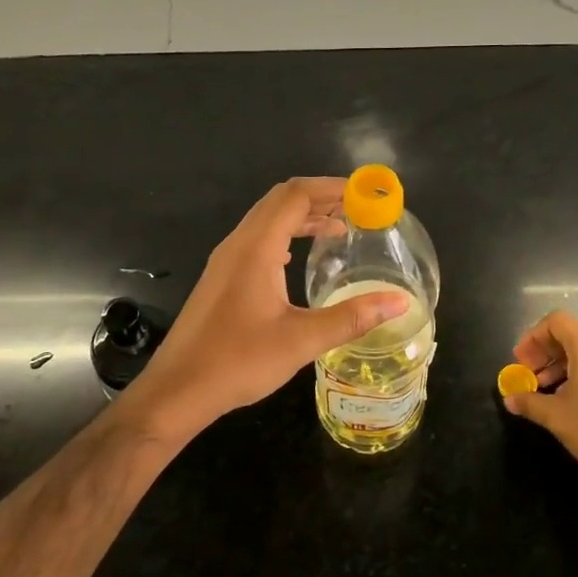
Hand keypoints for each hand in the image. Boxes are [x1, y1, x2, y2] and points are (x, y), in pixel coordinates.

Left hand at [128, 178, 410, 442]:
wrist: (177, 389)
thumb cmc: (238, 361)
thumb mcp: (301, 341)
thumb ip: (351, 317)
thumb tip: (399, 302)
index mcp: (256, 248)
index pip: (296, 195)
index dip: (332, 188)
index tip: (365, 194)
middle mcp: (238, 244)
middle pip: (280, 200)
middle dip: (320, 197)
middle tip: (358, 208)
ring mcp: (226, 259)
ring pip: (267, 219)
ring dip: (302, 216)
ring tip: (338, 229)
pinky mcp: (221, 277)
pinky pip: (257, 239)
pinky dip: (285, 235)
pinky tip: (299, 258)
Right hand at [503, 311, 577, 494]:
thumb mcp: (556, 416)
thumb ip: (529, 402)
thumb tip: (510, 399)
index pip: (556, 321)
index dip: (533, 337)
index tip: (520, 361)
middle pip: (569, 334)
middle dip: (543, 352)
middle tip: (527, 375)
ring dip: (557, 364)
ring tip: (541, 389)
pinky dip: (576, 373)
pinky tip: (565, 398)